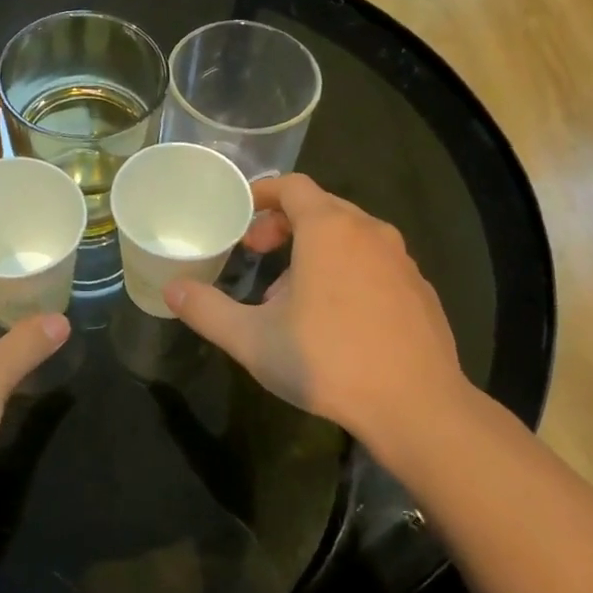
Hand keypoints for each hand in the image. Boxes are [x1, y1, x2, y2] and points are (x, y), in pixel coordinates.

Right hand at [163, 173, 475, 449]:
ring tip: (290, 294)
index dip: (261, 194)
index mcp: (329, 229)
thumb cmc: (328, 361)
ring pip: (349, 237)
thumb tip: (172, 290)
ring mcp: (401, 261)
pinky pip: (374, 264)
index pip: (292, 186)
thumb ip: (206, 310)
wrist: (417, 407)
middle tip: (257, 254)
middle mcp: (370, 232)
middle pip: (321, 207)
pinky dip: (347, 271)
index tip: (239, 219)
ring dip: (314, 250)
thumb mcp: (252, 339)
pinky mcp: (420, 290)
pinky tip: (335, 318)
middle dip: (283, 224)